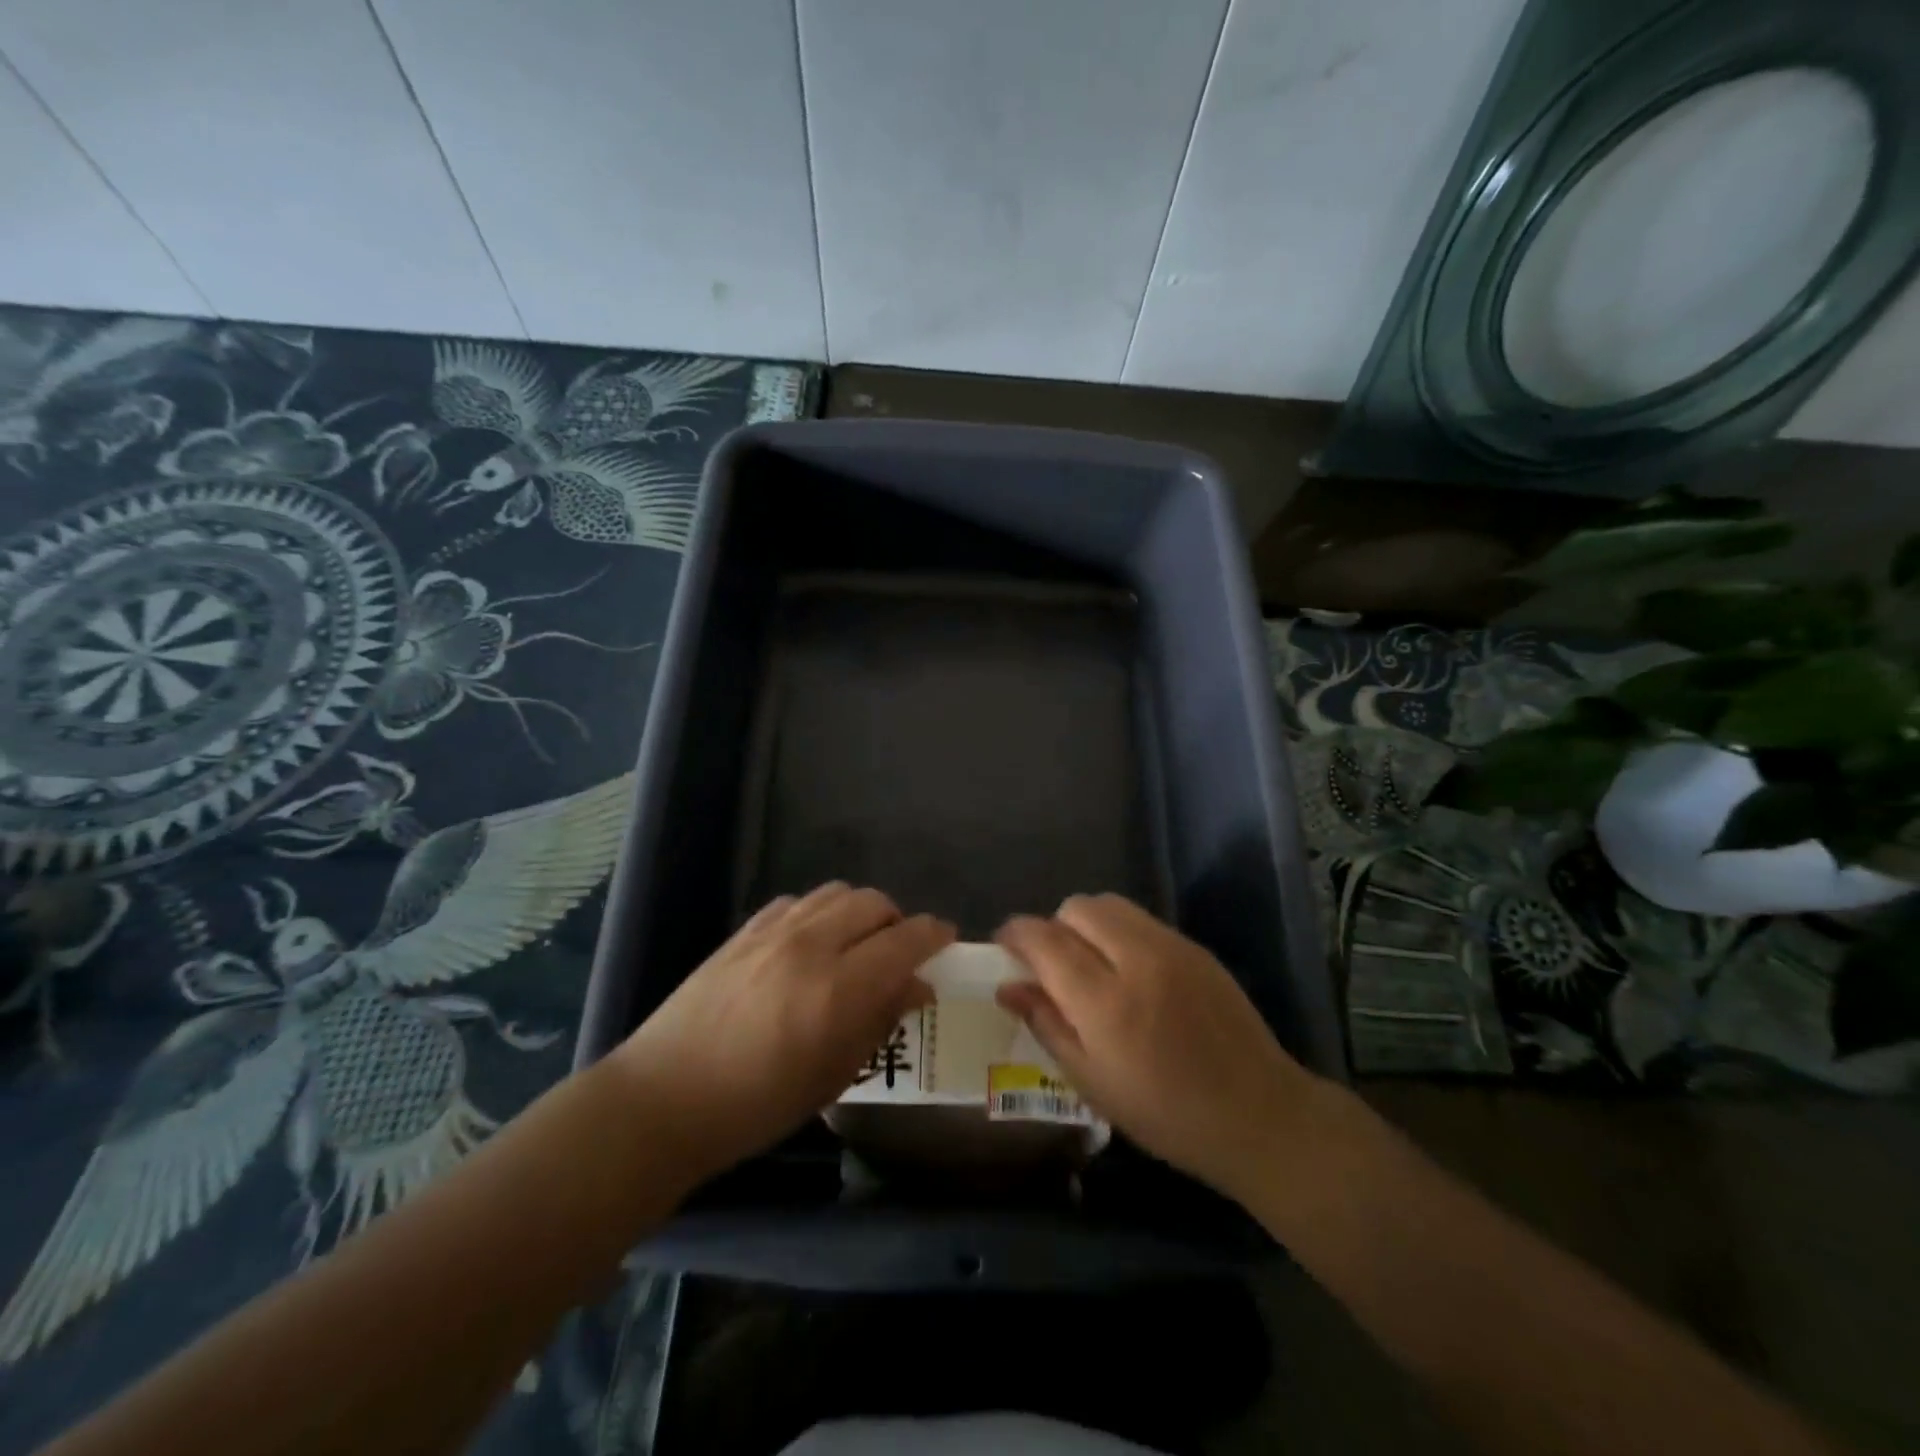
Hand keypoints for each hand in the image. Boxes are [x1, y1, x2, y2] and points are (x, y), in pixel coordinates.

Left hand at [615, 883, 953, 1186]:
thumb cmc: (757, 1105)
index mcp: (840, 988)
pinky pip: (797, 902)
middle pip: (874, 903)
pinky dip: (818, 913)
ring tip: (855, 945)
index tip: (946, 942)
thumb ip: (881, 1021)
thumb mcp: (834, 1075)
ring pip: (837, 892)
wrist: (664, 1099)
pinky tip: (809, 944)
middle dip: (897, 922)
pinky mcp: (744, 931)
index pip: (907, 938)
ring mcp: (774, 932)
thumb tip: (917, 987)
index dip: (934, 934)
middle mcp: (812, 945)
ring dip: (858, 912)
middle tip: (898, 954)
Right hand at [995, 894, 1317, 1201]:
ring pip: (1109, 905)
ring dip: (1086, 924)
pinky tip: (1128, 971)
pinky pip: (1141, 920)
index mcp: (1105, 1001)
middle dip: (1053, 926)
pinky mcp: (1194, 947)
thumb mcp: (1092, 1083)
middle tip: (1051, 964)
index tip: (1003, 945)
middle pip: (1077, 908)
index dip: (1015, 934)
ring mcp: (1170, 947)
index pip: (1044, 940)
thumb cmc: (1166, 1114)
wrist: (1259, 1114)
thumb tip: (1009, 987)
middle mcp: (1136, 959)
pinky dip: (1119, 932)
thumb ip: (1047, 1024)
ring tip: (1089, 964)